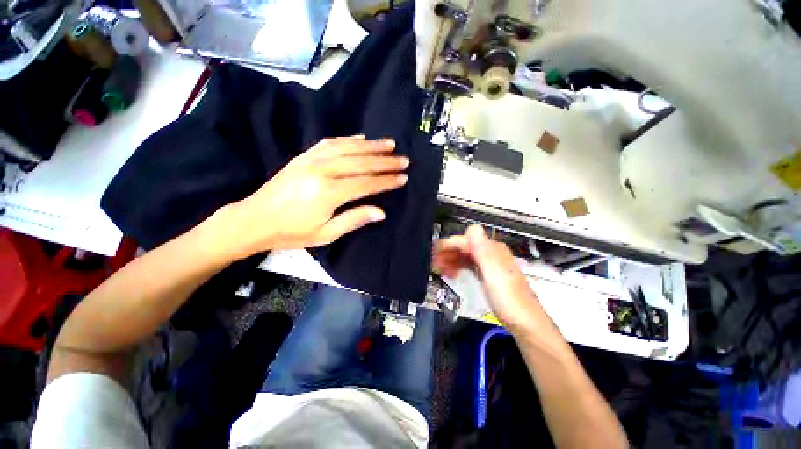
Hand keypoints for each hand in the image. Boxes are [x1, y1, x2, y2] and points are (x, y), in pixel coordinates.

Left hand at [222, 135, 408, 257]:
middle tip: (403, 159)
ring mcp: (312, 160)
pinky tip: (361, 138)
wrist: (255, 219)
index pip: (366, 183)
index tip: (403, 177)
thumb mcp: (326, 234)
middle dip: (385, 162)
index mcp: (328, 193)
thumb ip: (354, 219)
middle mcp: (323, 171)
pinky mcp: (304, 156)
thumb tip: (381, 212)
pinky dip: (349, 139)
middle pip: (361, 163)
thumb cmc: (292, 232)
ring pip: (348, 148)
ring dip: (371, 146)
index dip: (386, 181)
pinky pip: (330, 143)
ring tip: (389, 144)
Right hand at [433, 225, 545, 331]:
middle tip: (434, 265)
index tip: (433, 254)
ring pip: (465, 255)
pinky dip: (458, 266)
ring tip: (440, 270)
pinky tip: (452, 274)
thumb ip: (482, 251)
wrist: (526, 325)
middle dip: (447, 253)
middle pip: (464, 246)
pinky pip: (469, 265)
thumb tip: (473, 227)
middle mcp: (491, 253)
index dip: (448, 245)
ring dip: (451, 260)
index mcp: (492, 250)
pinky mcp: (487, 274)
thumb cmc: (509, 301)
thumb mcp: (494, 274)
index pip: (465, 240)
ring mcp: (489, 264)